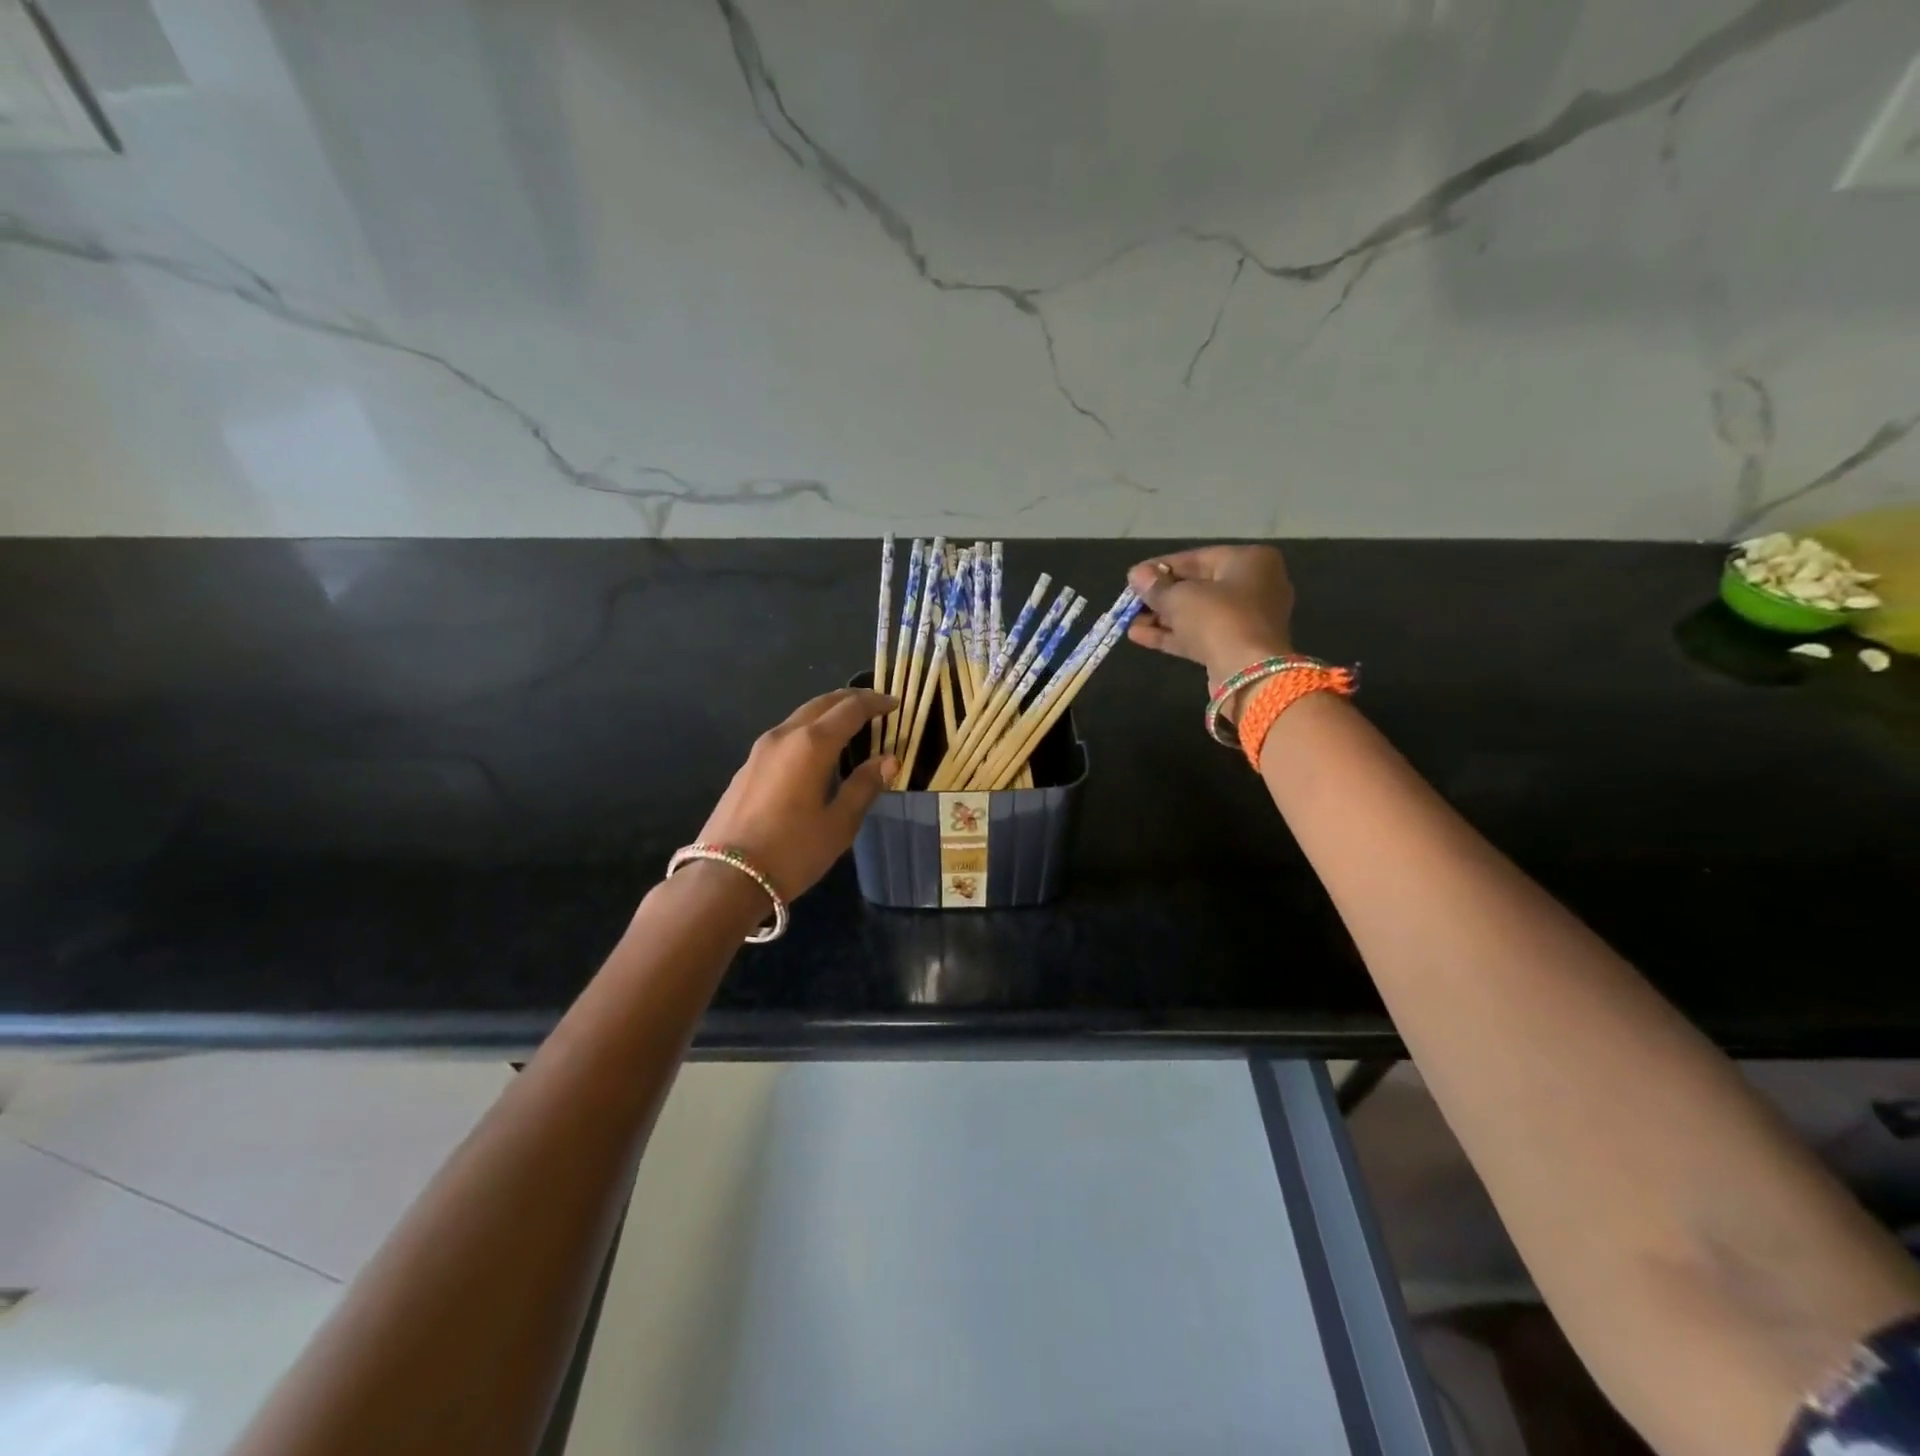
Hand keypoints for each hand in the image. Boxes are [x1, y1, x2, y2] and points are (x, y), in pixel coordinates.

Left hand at [696, 689, 896, 900]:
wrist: (726, 877)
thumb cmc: (792, 851)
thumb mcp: (839, 823)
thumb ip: (864, 786)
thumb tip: (888, 760)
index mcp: (812, 744)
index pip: (851, 709)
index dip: (876, 703)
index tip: (895, 704)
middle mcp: (785, 735)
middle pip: (822, 703)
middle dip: (851, 700)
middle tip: (875, 706)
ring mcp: (761, 749)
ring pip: (801, 716)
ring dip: (828, 714)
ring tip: (850, 726)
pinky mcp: (748, 765)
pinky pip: (786, 734)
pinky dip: (809, 731)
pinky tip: (817, 751)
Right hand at [1126, 546, 1296, 706]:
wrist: (1248, 673)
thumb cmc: (1217, 619)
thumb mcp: (1180, 597)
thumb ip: (1156, 586)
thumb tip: (1137, 575)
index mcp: (1249, 561)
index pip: (1196, 558)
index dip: (1160, 567)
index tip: (1133, 577)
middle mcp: (1255, 585)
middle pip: (1197, 586)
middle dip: (1161, 596)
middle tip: (1130, 602)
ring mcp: (1247, 619)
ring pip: (1197, 614)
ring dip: (1162, 618)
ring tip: (1129, 622)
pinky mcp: (1236, 647)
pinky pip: (1201, 634)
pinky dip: (1173, 634)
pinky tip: (1139, 636)